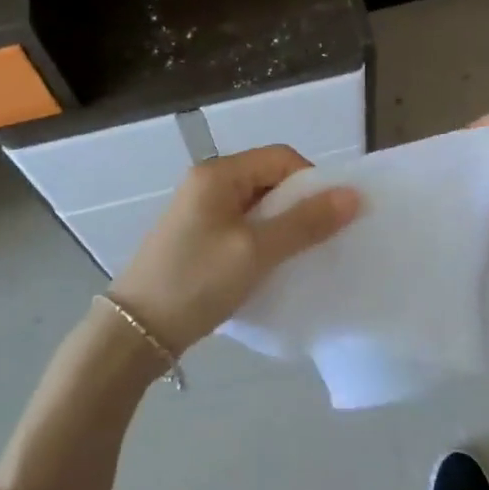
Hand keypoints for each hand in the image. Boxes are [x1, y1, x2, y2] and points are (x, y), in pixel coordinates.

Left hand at [110, 146, 359, 354]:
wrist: (135, 331)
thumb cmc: (196, 281)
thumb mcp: (256, 251)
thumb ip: (305, 222)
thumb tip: (353, 195)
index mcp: (219, 173)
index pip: (281, 157)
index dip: (312, 181)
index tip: (331, 217)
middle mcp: (208, 182)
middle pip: (269, 178)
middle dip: (299, 205)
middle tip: (321, 239)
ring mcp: (200, 210)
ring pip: (257, 205)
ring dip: (282, 225)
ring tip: (301, 255)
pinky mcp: (198, 236)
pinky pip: (242, 225)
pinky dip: (263, 239)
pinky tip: (273, 266)